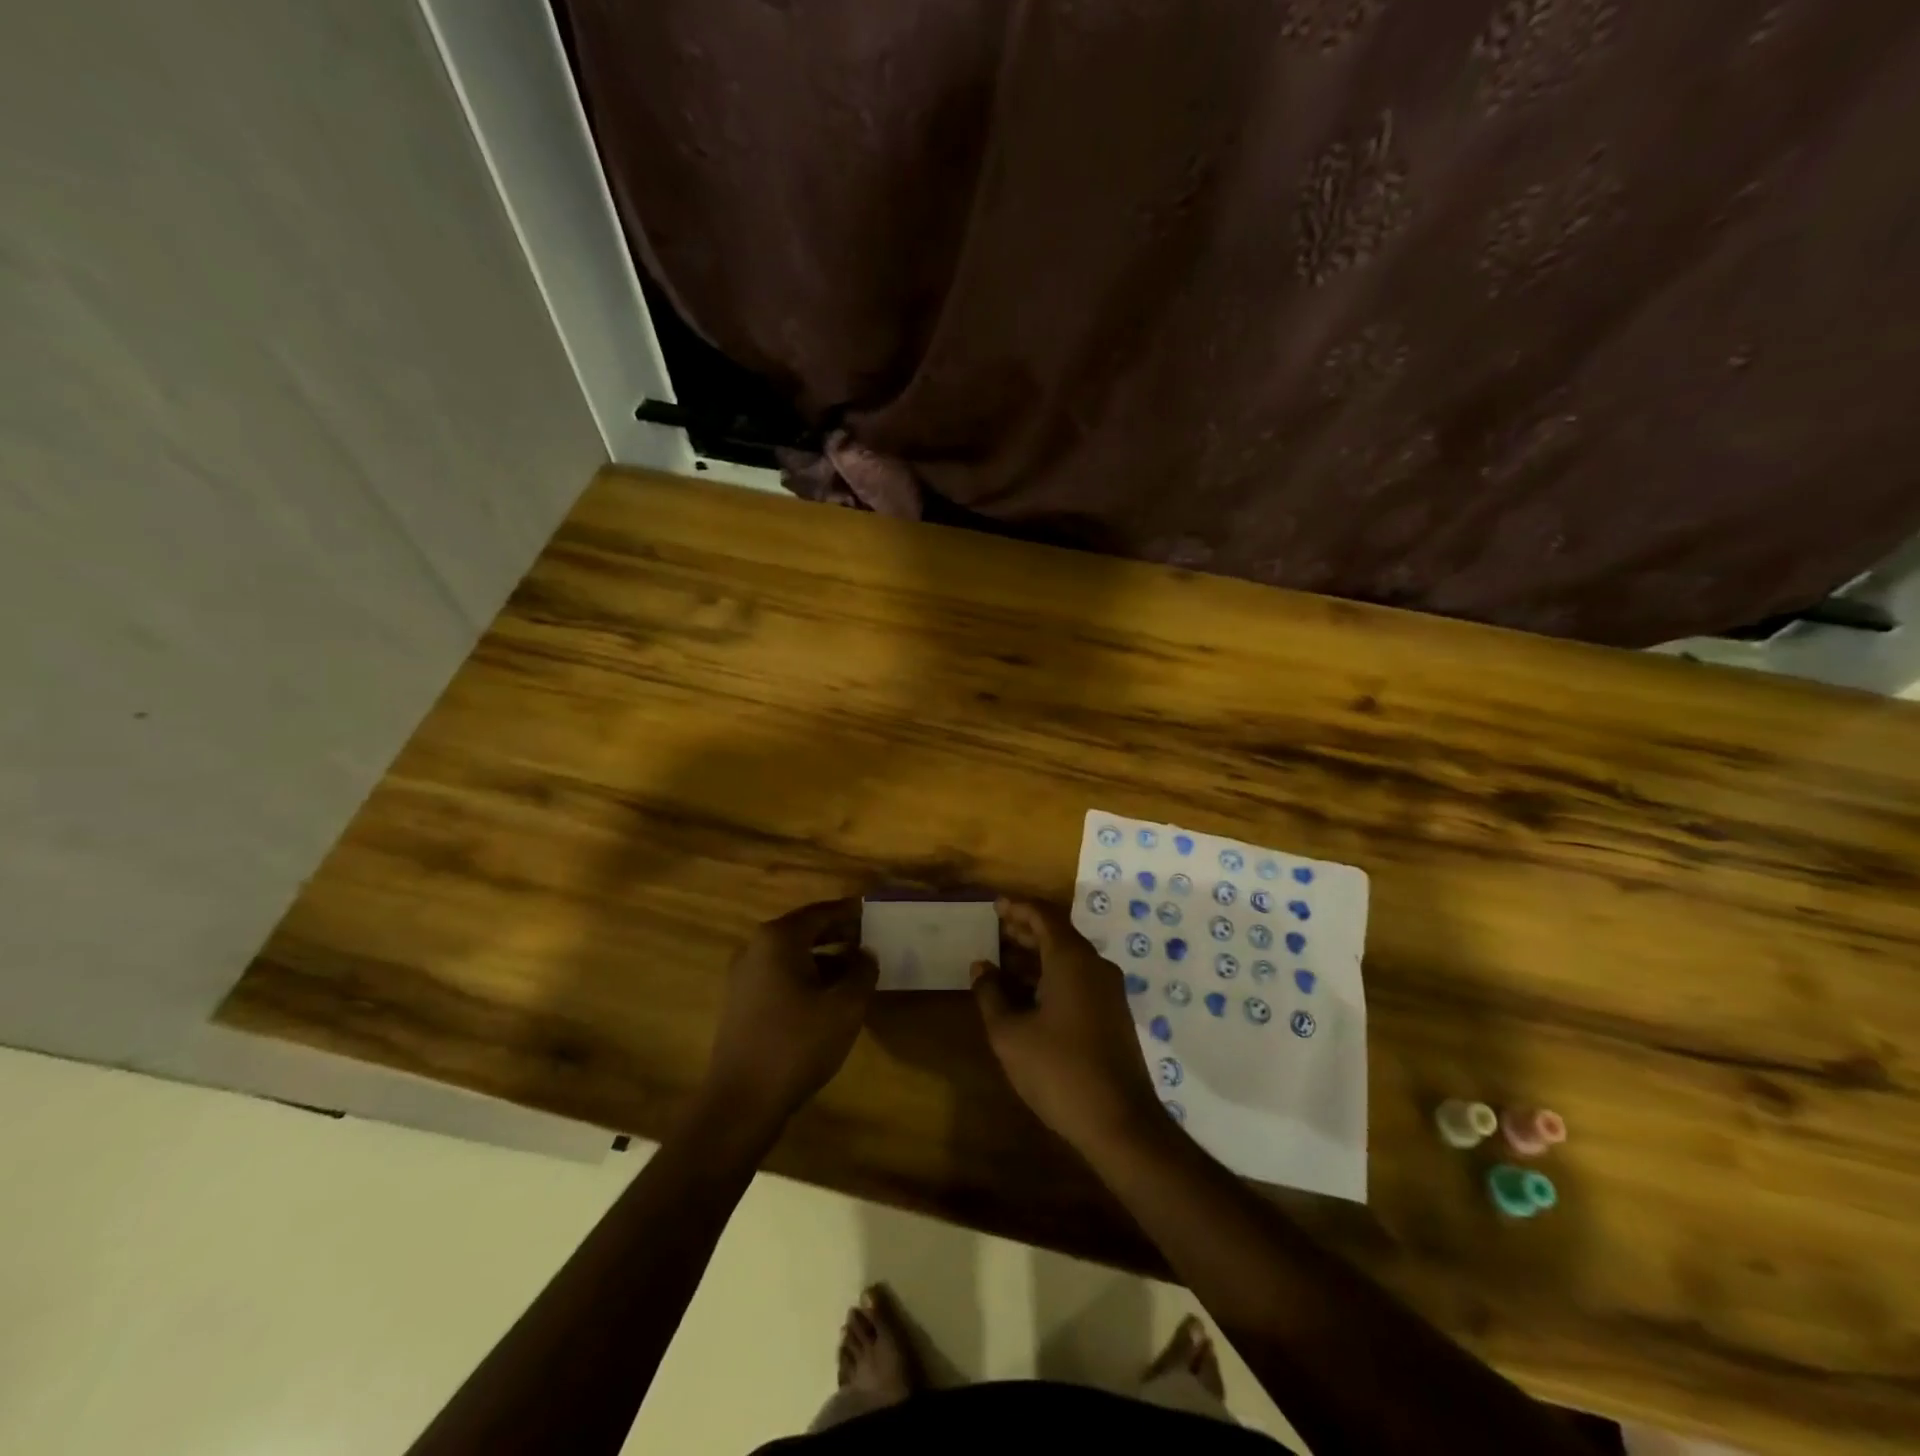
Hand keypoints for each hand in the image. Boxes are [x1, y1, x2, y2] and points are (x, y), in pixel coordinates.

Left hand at [703, 898, 876, 1128]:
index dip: (850, 912)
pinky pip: (780, 975)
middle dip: (838, 934)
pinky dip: (806, 976)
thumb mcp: (845, 1007)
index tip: (875, 912)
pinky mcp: (741, 1002)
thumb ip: (863, 972)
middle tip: (870, 939)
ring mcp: (744, 976)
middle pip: (804, 930)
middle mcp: (756, 948)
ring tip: (856, 969)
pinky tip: (828, 996)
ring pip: (792, 955)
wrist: (742, 1101)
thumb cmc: (797, 1044)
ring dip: (824, 957)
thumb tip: (867, 954)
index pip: (821, 912)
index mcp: (778, 939)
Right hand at [971, 897, 1162, 1154]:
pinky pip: (1078, 979)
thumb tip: (981, 967)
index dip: (1017, 907)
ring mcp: (1108, 991)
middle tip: (994, 930)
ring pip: (1068, 958)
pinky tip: (1027, 996)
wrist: (1120, 1122)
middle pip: (1057, 934)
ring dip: (1036, 956)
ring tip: (1002, 963)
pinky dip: (1050, 976)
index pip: (1044, 915)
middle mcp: (1094, 966)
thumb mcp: (1010, 1034)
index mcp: (1071, 959)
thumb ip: (991, 994)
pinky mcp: (1112, 1014)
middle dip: (1025, 930)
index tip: (993, 905)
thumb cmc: (1059, 1070)